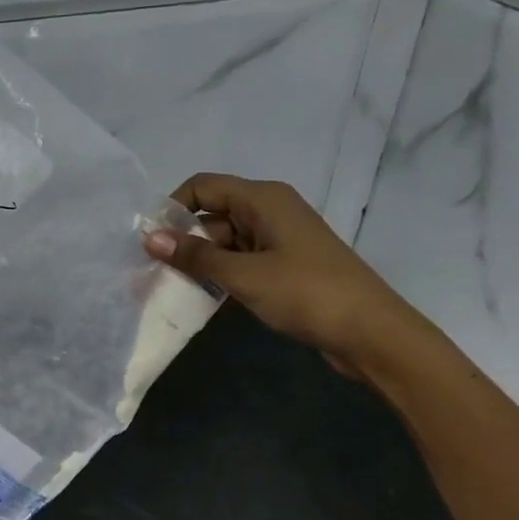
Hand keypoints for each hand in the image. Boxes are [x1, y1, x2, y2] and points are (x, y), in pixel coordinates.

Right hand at [142, 174, 417, 375]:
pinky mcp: (283, 267)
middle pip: (212, 215)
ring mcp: (278, 240)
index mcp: (263, 199)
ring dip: (199, 263)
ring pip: (224, 242)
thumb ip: (196, 255)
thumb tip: (149, 238)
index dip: (173, 208)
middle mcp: (269, 211)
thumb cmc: (306, 293)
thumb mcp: (244, 274)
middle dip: (181, 242)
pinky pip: (241, 262)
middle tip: (150, 275)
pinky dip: (220, 276)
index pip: (203, 186)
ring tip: (167, 291)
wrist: (369, 332)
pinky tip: (200, 299)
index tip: (149, 242)